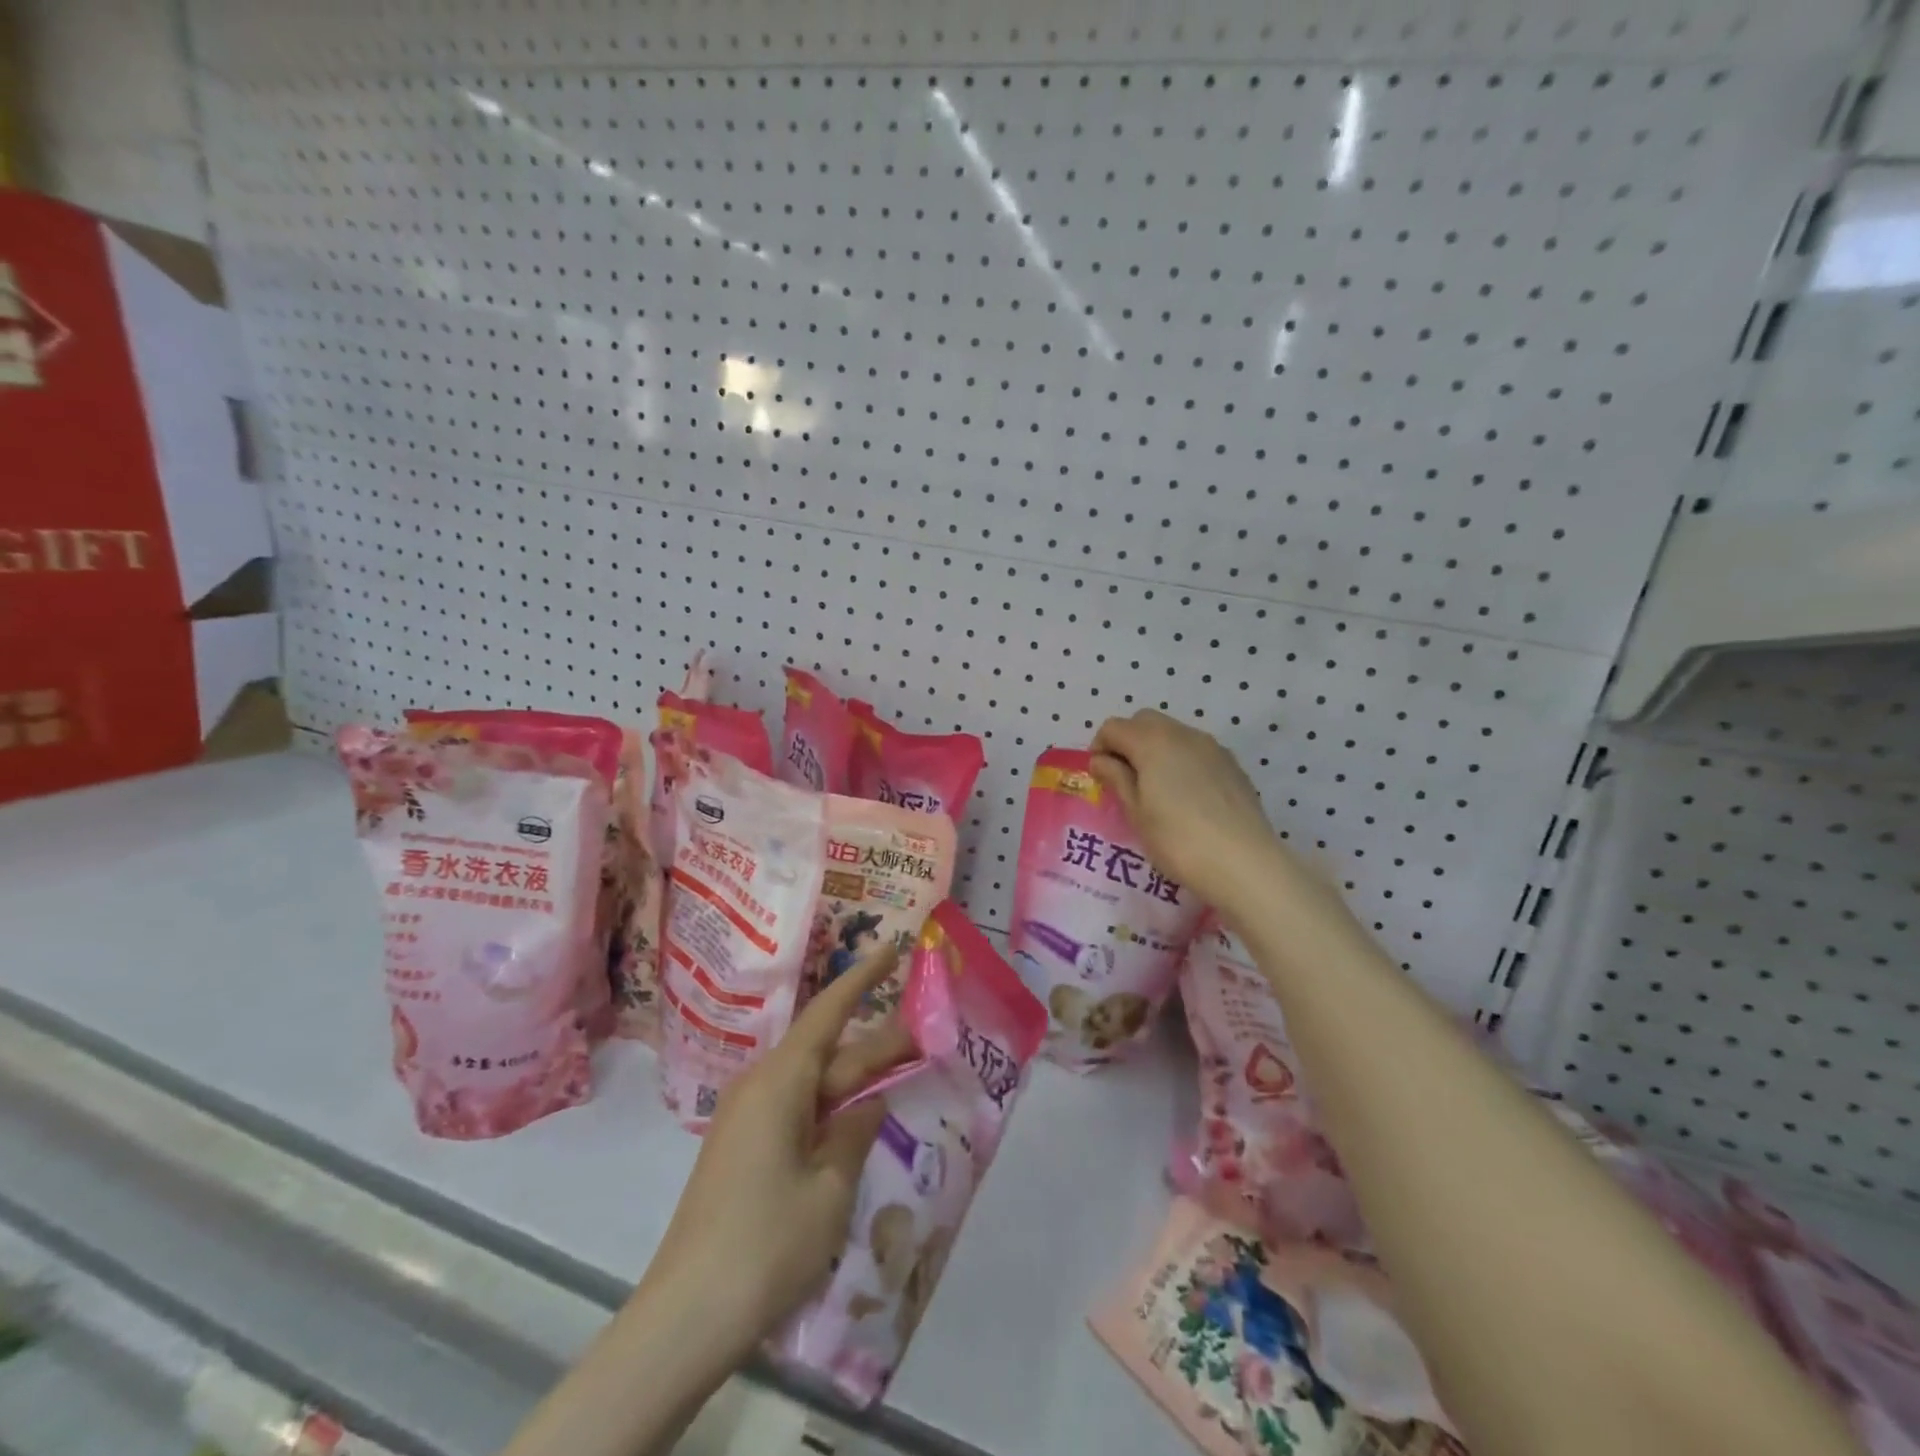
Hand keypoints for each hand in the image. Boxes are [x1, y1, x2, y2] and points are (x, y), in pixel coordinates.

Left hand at [646, 950, 915, 1360]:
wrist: (686, 1317)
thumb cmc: (767, 1244)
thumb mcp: (830, 1189)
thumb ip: (855, 1134)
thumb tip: (868, 1105)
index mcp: (781, 1081)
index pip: (829, 1012)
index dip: (863, 977)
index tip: (892, 948)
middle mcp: (761, 1086)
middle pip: (828, 1051)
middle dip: (875, 1042)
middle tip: (925, 1033)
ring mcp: (747, 1117)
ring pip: (813, 1081)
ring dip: (854, 1077)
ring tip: (900, 1072)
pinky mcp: (742, 1147)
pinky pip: (796, 1109)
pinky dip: (830, 1106)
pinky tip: (857, 1120)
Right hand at [1088, 710, 1295, 919]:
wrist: (1244, 863)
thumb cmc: (1178, 840)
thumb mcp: (1136, 813)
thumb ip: (1117, 779)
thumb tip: (1102, 760)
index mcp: (1152, 742)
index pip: (1114, 727)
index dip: (1100, 748)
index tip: (1100, 777)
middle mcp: (1183, 734)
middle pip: (1145, 721)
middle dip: (1127, 742)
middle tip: (1124, 779)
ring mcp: (1212, 748)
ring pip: (1173, 733)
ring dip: (1155, 750)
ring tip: (1155, 790)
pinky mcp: (1232, 765)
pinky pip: (1196, 751)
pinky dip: (1181, 761)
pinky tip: (1185, 798)